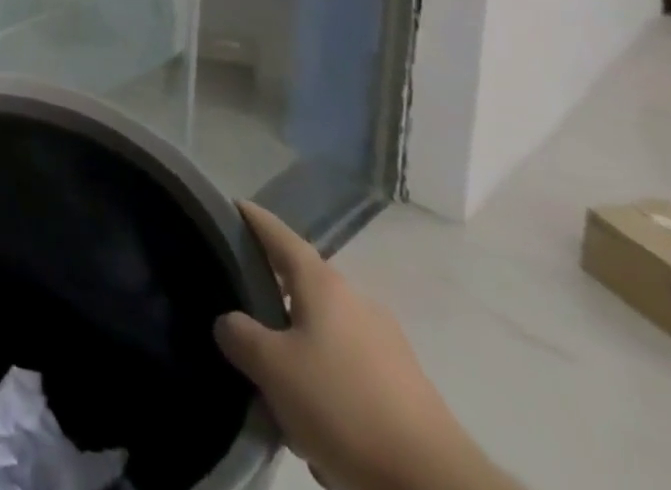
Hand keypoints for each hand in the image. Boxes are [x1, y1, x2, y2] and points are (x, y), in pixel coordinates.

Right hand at [215, 203, 503, 489]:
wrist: (440, 488)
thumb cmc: (345, 407)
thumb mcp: (272, 368)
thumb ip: (239, 335)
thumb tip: (231, 323)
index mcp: (323, 284)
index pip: (278, 234)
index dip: (251, 218)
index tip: (229, 207)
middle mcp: (356, 302)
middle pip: (300, 289)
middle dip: (271, 306)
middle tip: (242, 329)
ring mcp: (387, 346)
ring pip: (323, 339)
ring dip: (299, 360)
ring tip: (280, 399)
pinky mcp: (406, 390)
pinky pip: (349, 376)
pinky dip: (328, 394)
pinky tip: (320, 433)